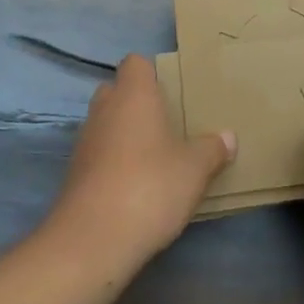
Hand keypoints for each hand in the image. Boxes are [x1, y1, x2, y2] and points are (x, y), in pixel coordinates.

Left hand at [47, 54, 234, 273]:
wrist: (92, 241)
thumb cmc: (149, 187)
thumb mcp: (194, 169)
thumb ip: (212, 149)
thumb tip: (228, 137)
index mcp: (133, 95)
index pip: (135, 63)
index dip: (152, 73)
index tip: (173, 91)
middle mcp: (104, 109)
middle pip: (117, 91)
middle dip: (138, 102)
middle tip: (168, 123)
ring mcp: (85, 142)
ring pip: (106, 123)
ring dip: (125, 133)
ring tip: (155, 156)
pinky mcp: (74, 174)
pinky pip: (98, 154)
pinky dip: (113, 162)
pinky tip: (136, 185)